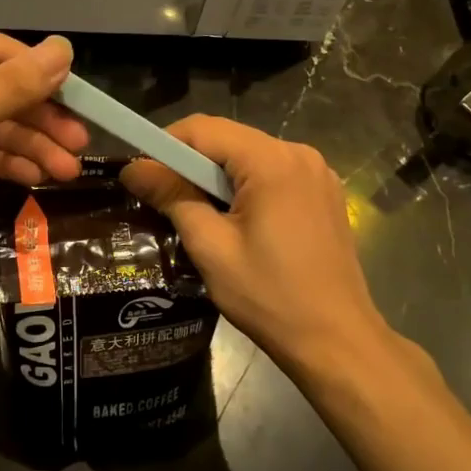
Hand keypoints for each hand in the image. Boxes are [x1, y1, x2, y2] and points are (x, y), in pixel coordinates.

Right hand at [120, 116, 403, 378]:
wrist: (338, 342)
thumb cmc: (270, 297)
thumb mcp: (210, 247)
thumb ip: (172, 197)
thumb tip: (132, 169)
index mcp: (271, 161)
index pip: (203, 128)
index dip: (164, 144)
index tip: (141, 174)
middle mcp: (298, 153)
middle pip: (228, 139)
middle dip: (190, 162)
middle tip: (162, 198)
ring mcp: (317, 172)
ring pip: (249, 155)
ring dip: (217, 176)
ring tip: (196, 214)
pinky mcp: (324, 192)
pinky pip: (273, 173)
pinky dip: (246, 186)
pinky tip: (237, 222)